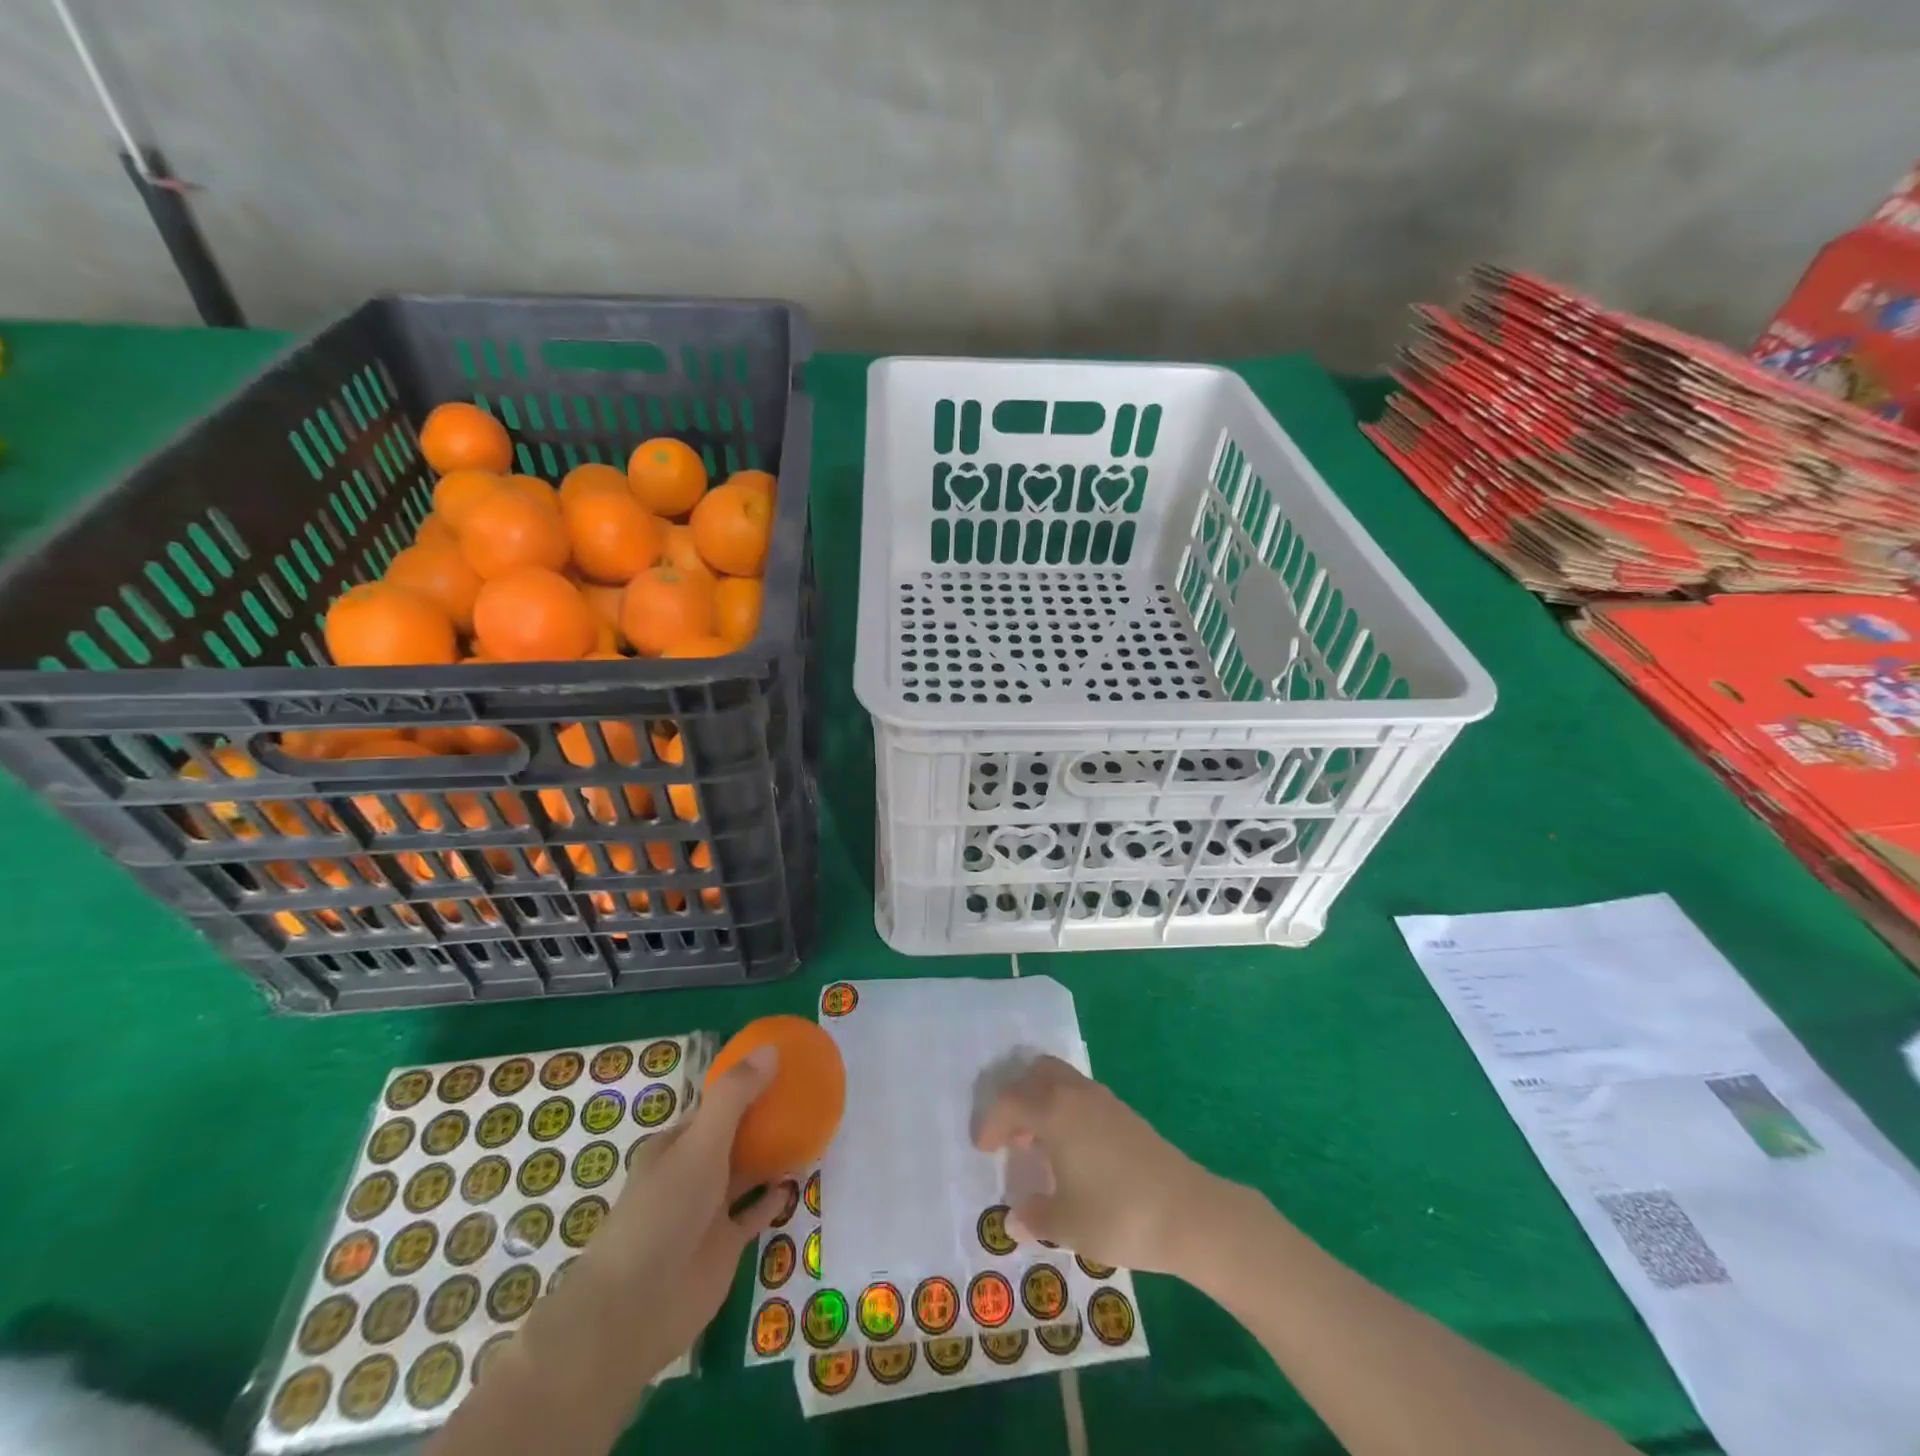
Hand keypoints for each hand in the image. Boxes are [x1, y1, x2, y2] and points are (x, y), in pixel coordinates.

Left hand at [516, 1045, 794, 1392]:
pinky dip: (775, 1197)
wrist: (635, 1310)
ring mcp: (709, 1211)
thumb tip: (772, 1049)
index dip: (745, 1084)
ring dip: (773, 1154)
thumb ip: (735, 1097)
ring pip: (747, 1172)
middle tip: (806, 1095)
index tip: (781, 1066)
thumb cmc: (663, 1213)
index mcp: (677, 1144)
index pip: (714, 1105)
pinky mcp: (725, 1246)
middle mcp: (692, 1173)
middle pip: (734, 1136)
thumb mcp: (700, 1144)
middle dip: (764, 1118)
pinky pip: (756, 1213)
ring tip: (810, 1130)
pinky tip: (798, 1180)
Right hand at [972, 1054, 1221, 1275]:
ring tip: (1038, 1143)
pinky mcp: (1124, 1113)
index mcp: (1054, 1111)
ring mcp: (1103, 1099)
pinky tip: (1071, 1150)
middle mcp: (1075, 1094)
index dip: (991, 1123)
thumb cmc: (1118, 1215)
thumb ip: (1034, 1217)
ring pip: (1061, 1079)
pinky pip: (1080, 1095)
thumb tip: (1013, 1218)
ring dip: (1042, 1101)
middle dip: (1016, 1098)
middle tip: (1011, 1135)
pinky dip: (1064, 1109)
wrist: (1188, 1212)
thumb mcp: (1066, 1225)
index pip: (1009, 1101)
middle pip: (1036, 1073)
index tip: (983, 1149)